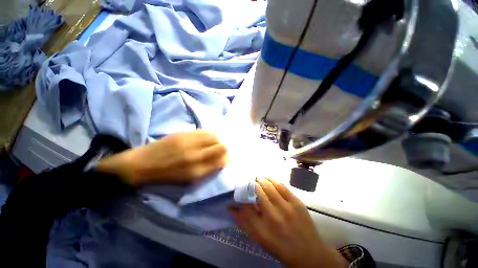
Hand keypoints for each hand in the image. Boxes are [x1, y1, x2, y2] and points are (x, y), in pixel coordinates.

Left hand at [97, 130, 226, 184]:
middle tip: (221, 148)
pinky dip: (209, 133)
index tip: (226, 157)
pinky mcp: (183, 133)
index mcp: (197, 171)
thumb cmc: (167, 175)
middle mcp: (195, 156)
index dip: (227, 157)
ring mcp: (189, 142)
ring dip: (218, 139)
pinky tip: (206, 136)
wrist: (142, 164)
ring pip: (215, 136)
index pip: (222, 160)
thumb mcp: (190, 177)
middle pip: (221, 146)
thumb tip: (223, 158)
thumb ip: (208, 168)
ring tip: (214, 142)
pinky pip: (204, 131)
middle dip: (225, 147)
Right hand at [230, 177, 348, 267]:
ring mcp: (286, 208)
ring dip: (261, 179)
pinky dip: (273, 180)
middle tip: (249, 180)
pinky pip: (282, 186)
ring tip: (257, 177)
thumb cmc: (281, 247)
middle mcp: (273, 217)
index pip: (246, 205)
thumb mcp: (260, 240)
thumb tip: (232, 208)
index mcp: (262, 229)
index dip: (241, 195)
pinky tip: (268, 177)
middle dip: (251, 184)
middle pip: (258, 193)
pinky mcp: (296, 202)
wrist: (309, 253)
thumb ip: (245, 223)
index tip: (239, 189)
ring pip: (269, 187)